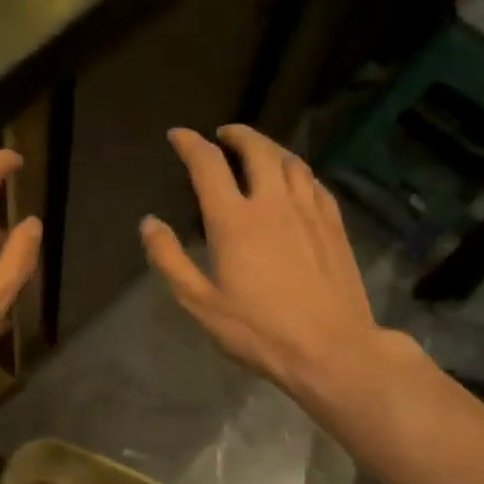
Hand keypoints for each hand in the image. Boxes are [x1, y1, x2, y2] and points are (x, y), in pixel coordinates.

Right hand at [141, 125, 392, 406]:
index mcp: (234, 220)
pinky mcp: (334, 225)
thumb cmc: (259, 330)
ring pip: (290, 161)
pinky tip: (294, 181)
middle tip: (223, 135)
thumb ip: (169, 260)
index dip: (190, 144)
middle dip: (236, 134)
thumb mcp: (200, 303)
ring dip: (269, 147)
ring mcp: (309, 211)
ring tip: (258, 151)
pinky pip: (314, 182)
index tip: (178, 136)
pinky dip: (297, 171)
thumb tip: (149, 223)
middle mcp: (273, 203)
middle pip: (256, 149)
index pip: (208, 164)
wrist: (331, 349)